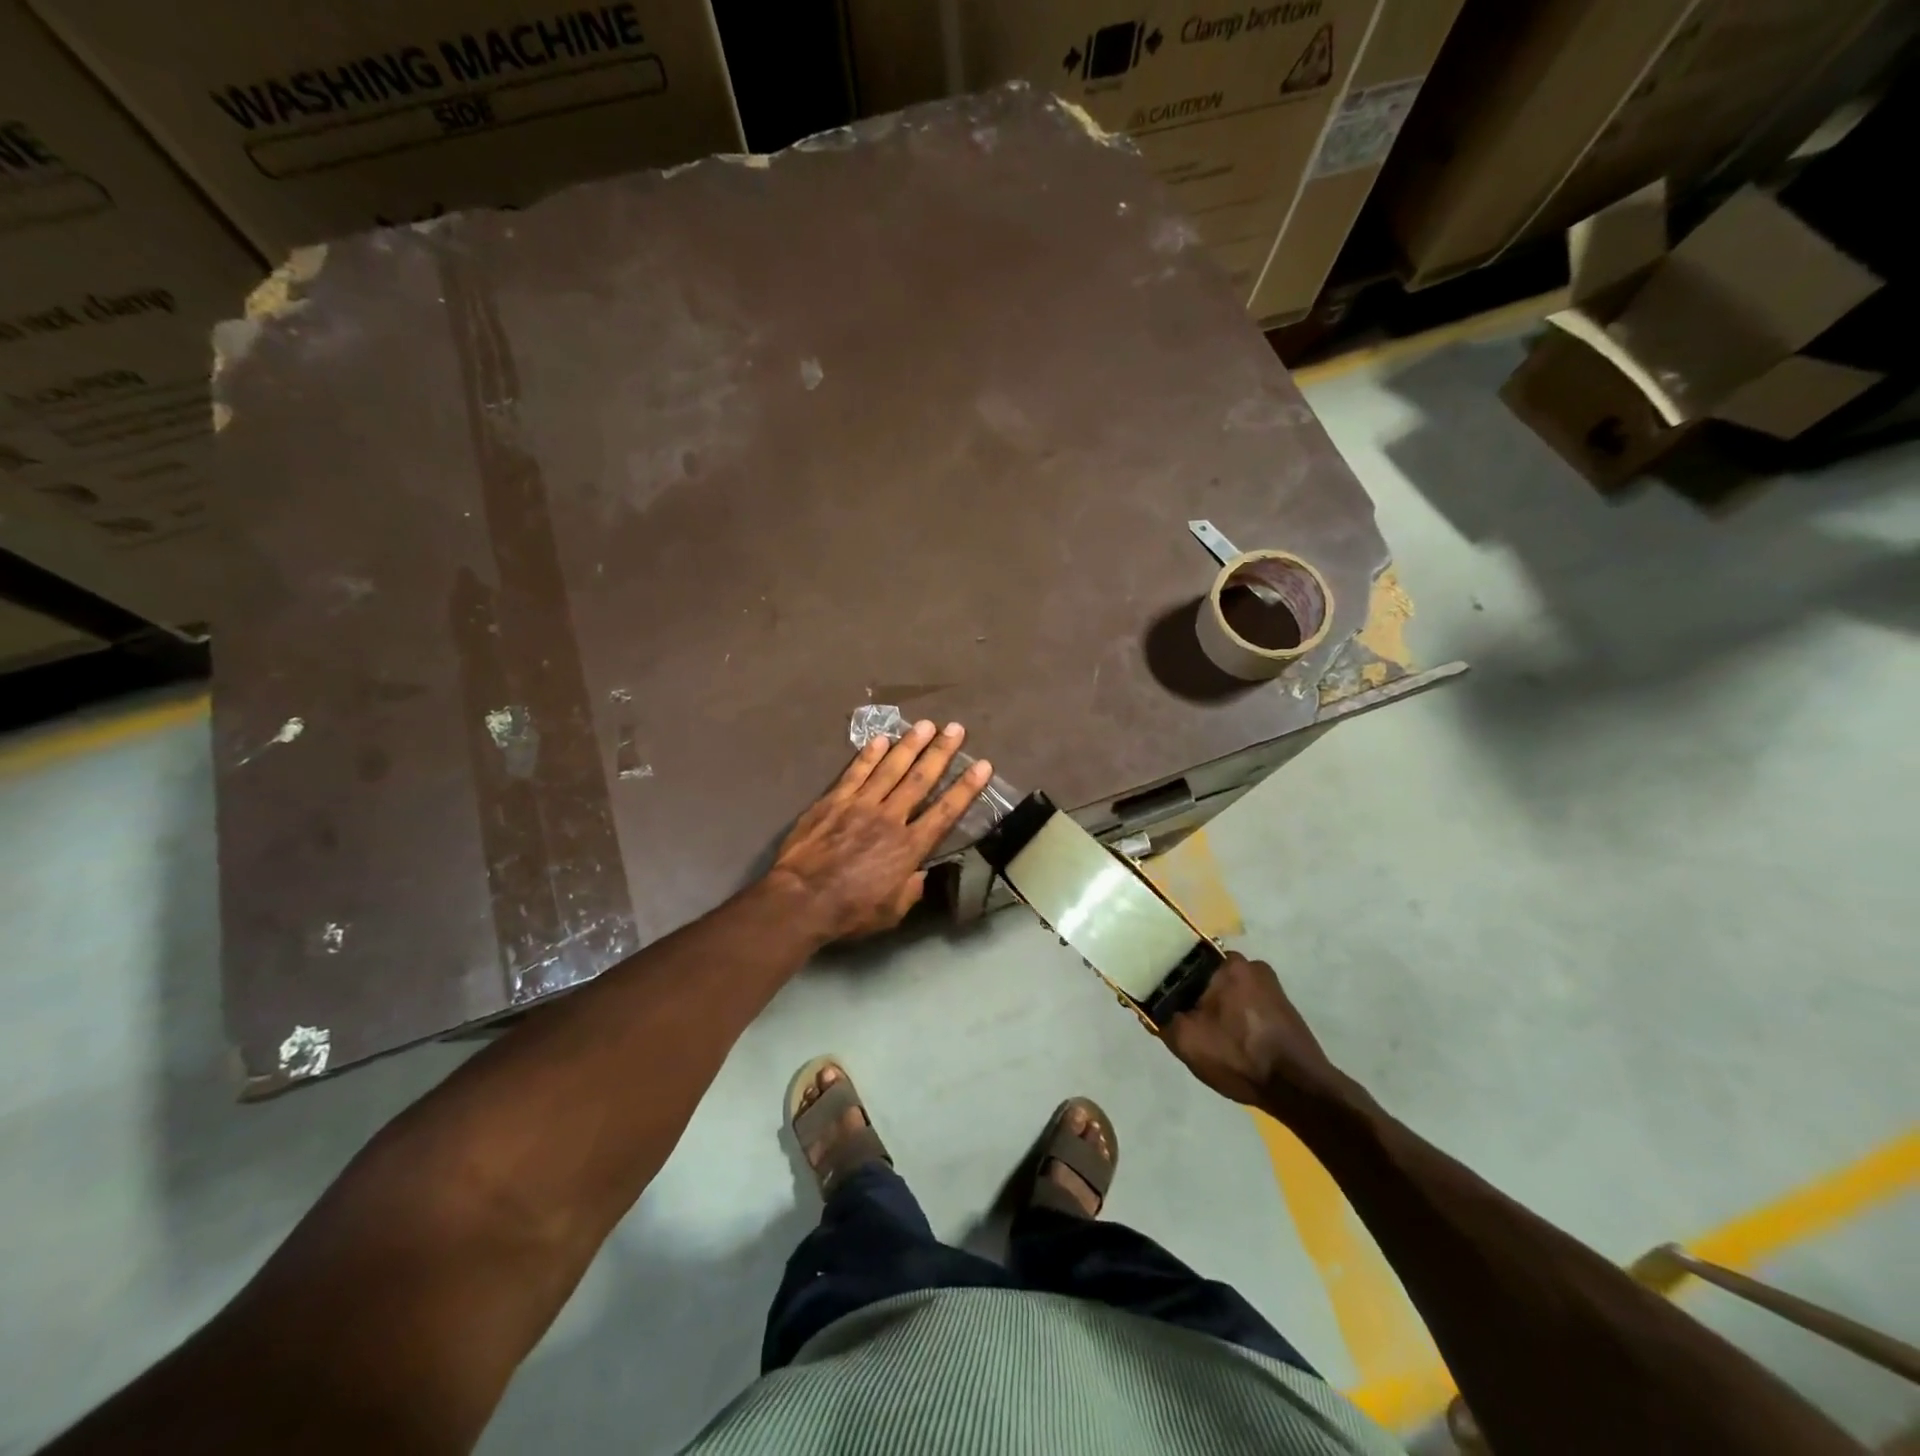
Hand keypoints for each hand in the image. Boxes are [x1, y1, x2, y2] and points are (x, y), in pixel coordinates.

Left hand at [768, 720, 992, 942]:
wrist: (801, 899)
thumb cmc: (849, 911)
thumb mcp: (892, 912)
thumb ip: (911, 889)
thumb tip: (921, 873)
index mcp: (909, 847)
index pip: (945, 811)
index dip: (966, 788)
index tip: (982, 765)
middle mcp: (890, 818)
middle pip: (920, 779)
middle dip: (941, 752)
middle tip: (956, 729)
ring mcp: (860, 805)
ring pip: (890, 768)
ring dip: (910, 744)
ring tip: (926, 724)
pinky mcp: (833, 801)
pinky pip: (856, 772)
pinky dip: (869, 754)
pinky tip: (881, 738)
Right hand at [1163, 953, 1344, 1109]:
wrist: (1299, 1090)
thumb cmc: (1239, 1058)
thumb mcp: (1185, 1040)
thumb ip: (1159, 1017)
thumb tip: (1147, 1005)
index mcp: (1227, 964)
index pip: (1184, 960)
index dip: (1167, 979)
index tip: (1160, 999)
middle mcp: (1251, 964)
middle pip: (1206, 975)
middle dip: (1192, 995)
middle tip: (1183, 1022)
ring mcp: (1270, 985)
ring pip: (1226, 989)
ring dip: (1214, 1007)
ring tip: (1208, 1036)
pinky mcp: (1283, 1005)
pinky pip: (1245, 1002)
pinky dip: (1234, 1015)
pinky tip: (1231, 1041)